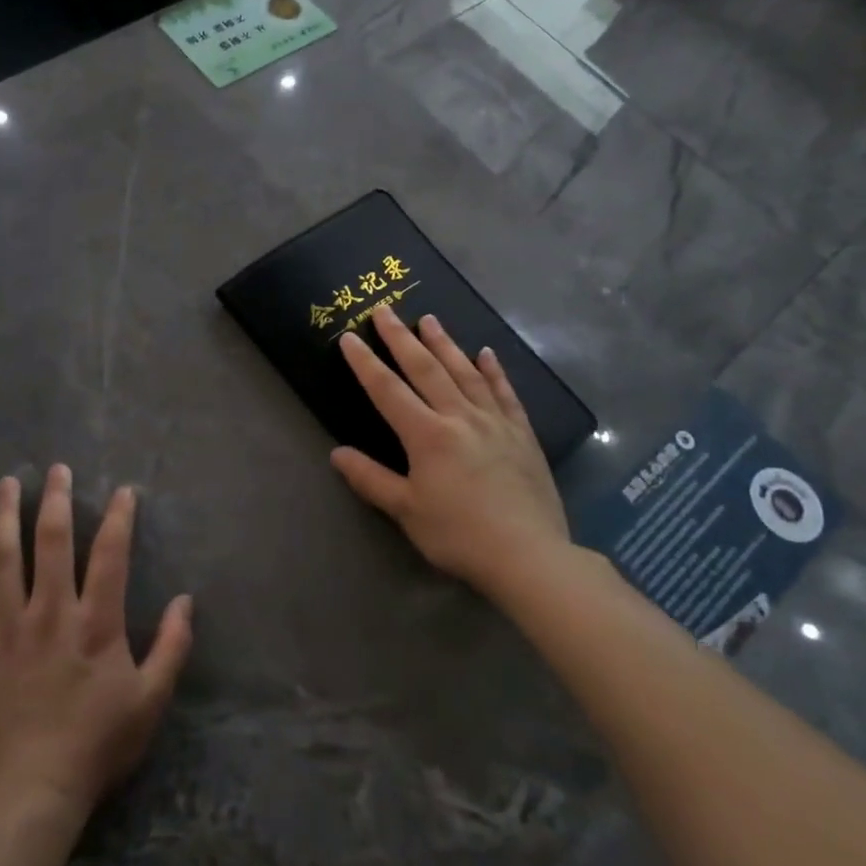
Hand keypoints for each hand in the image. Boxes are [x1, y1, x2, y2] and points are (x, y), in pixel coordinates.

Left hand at [0, 466, 193, 822]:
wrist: (28, 794)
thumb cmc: (95, 747)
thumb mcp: (150, 702)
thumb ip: (172, 647)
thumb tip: (186, 601)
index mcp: (95, 622)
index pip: (110, 555)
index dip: (118, 518)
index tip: (122, 491)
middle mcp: (49, 611)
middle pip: (52, 541)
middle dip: (56, 500)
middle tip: (56, 469)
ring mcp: (4, 627)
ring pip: (2, 558)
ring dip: (4, 516)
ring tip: (5, 483)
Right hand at [330, 303, 575, 600]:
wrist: (529, 555)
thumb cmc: (459, 535)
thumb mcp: (406, 511)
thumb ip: (370, 479)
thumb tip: (337, 453)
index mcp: (427, 435)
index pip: (388, 390)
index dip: (366, 363)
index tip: (350, 337)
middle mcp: (460, 417)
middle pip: (426, 369)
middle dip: (401, 338)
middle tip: (385, 310)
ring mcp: (494, 422)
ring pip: (465, 372)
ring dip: (445, 344)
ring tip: (430, 319)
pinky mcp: (522, 434)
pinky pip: (505, 393)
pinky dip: (494, 370)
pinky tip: (487, 353)